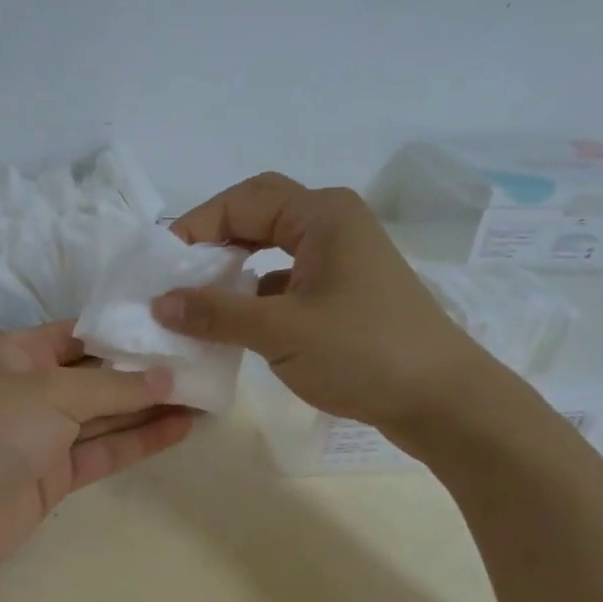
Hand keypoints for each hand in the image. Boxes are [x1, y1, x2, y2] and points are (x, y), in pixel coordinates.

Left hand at [0, 323, 192, 586]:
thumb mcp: (50, 393)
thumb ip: (112, 387)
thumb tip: (168, 378)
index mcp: (20, 353)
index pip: (81, 333)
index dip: (125, 331)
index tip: (174, 326)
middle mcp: (33, 389)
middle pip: (98, 375)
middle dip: (146, 371)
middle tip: (202, 362)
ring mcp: (44, 434)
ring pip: (106, 415)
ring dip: (150, 406)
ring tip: (204, 394)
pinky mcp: (55, 475)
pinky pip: (104, 451)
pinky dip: (139, 441)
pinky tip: (180, 427)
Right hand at [151, 173, 491, 429]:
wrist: (443, 401)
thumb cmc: (363, 353)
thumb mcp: (281, 331)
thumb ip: (216, 313)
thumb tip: (159, 302)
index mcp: (322, 214)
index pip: (243, 200)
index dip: (197, 225)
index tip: (161, 264)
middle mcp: (333, 224)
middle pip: (258, 214)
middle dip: (214, 239)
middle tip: (177, 273)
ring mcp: (342, 258)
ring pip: (272, 247)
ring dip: (234, 266)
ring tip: (198, 296)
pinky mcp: (344, 291)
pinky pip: (287, 278)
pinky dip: (256, 292)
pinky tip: (235, 321)